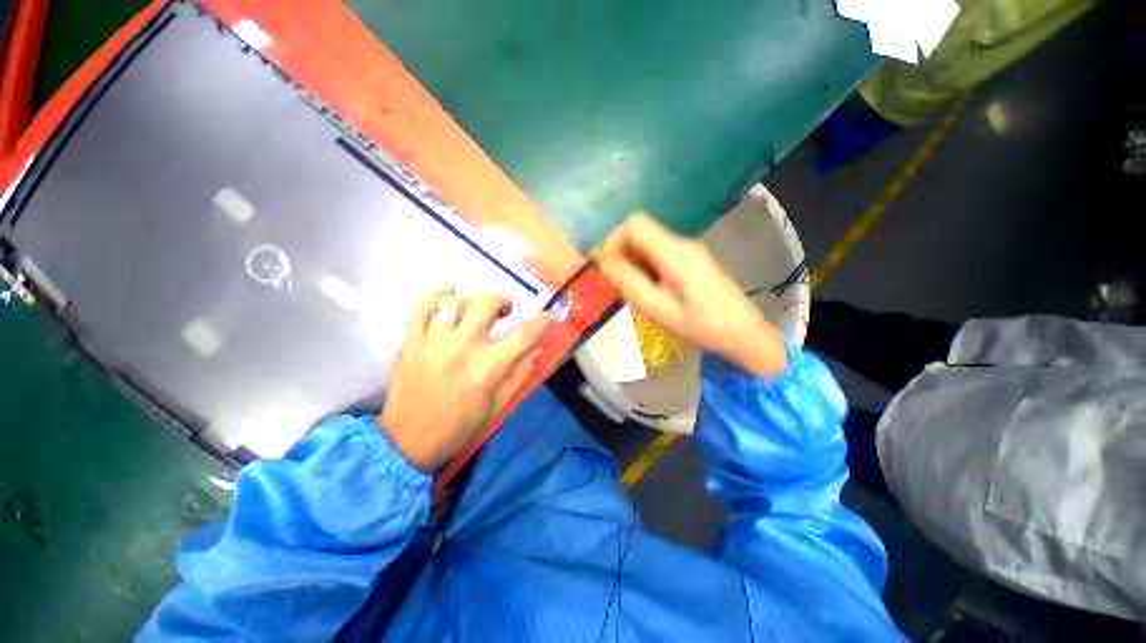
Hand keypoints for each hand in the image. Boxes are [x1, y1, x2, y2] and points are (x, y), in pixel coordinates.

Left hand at [379, 289, 551, 470]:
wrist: (408, 441)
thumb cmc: (460, 426)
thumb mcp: (499, 406)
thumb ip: (520, 374)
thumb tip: (537, 349)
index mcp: (489, 367)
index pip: (524, 335)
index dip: (540, 322)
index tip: (547, 316)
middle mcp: (463, 347)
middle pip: (485, 304)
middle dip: (501, 299)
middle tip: (505, 307)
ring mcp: (433, 341)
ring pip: (454, 302)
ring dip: (471, 299)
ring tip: (475, 307)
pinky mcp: (411, 341)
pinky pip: (422, 307)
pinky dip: (436, 295)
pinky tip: (448, 293)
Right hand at [598, 213, 786, 377]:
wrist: (745, 334)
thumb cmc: (703, 327)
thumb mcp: (661, 311)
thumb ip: (631, 285)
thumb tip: (604, 263)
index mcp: (675, 253)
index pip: (634, 224)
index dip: (613, 242)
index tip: (607, 269)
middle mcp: (682, 244)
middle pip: (640, 234)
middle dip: (622, 257)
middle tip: (620, 288)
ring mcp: (688, 251)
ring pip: (648, 246)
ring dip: (633, 265)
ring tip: (637, 295)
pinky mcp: (691, 260)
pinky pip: (659, 256)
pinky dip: (646, 270)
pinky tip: (652, 293)